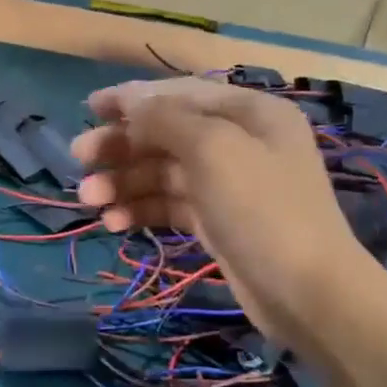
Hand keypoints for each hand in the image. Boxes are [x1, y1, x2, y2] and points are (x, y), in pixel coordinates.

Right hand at [70, 78, 368, 340]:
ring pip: (163, 172)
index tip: (89, 108)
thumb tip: (130, 103)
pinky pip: (170, 205)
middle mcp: (239, 141)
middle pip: (167, 133)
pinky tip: (114, 224)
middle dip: (121, 146)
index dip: (132, 98)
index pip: (179, 94)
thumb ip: (165, 119)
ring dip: (123, 183)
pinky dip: (142, 209)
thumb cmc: (261, 208)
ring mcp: (228, 184)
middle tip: (79, 159)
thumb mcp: (213, 149)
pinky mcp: (218, 221)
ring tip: (89, 201)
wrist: (307, 293)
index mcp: (248, 112)